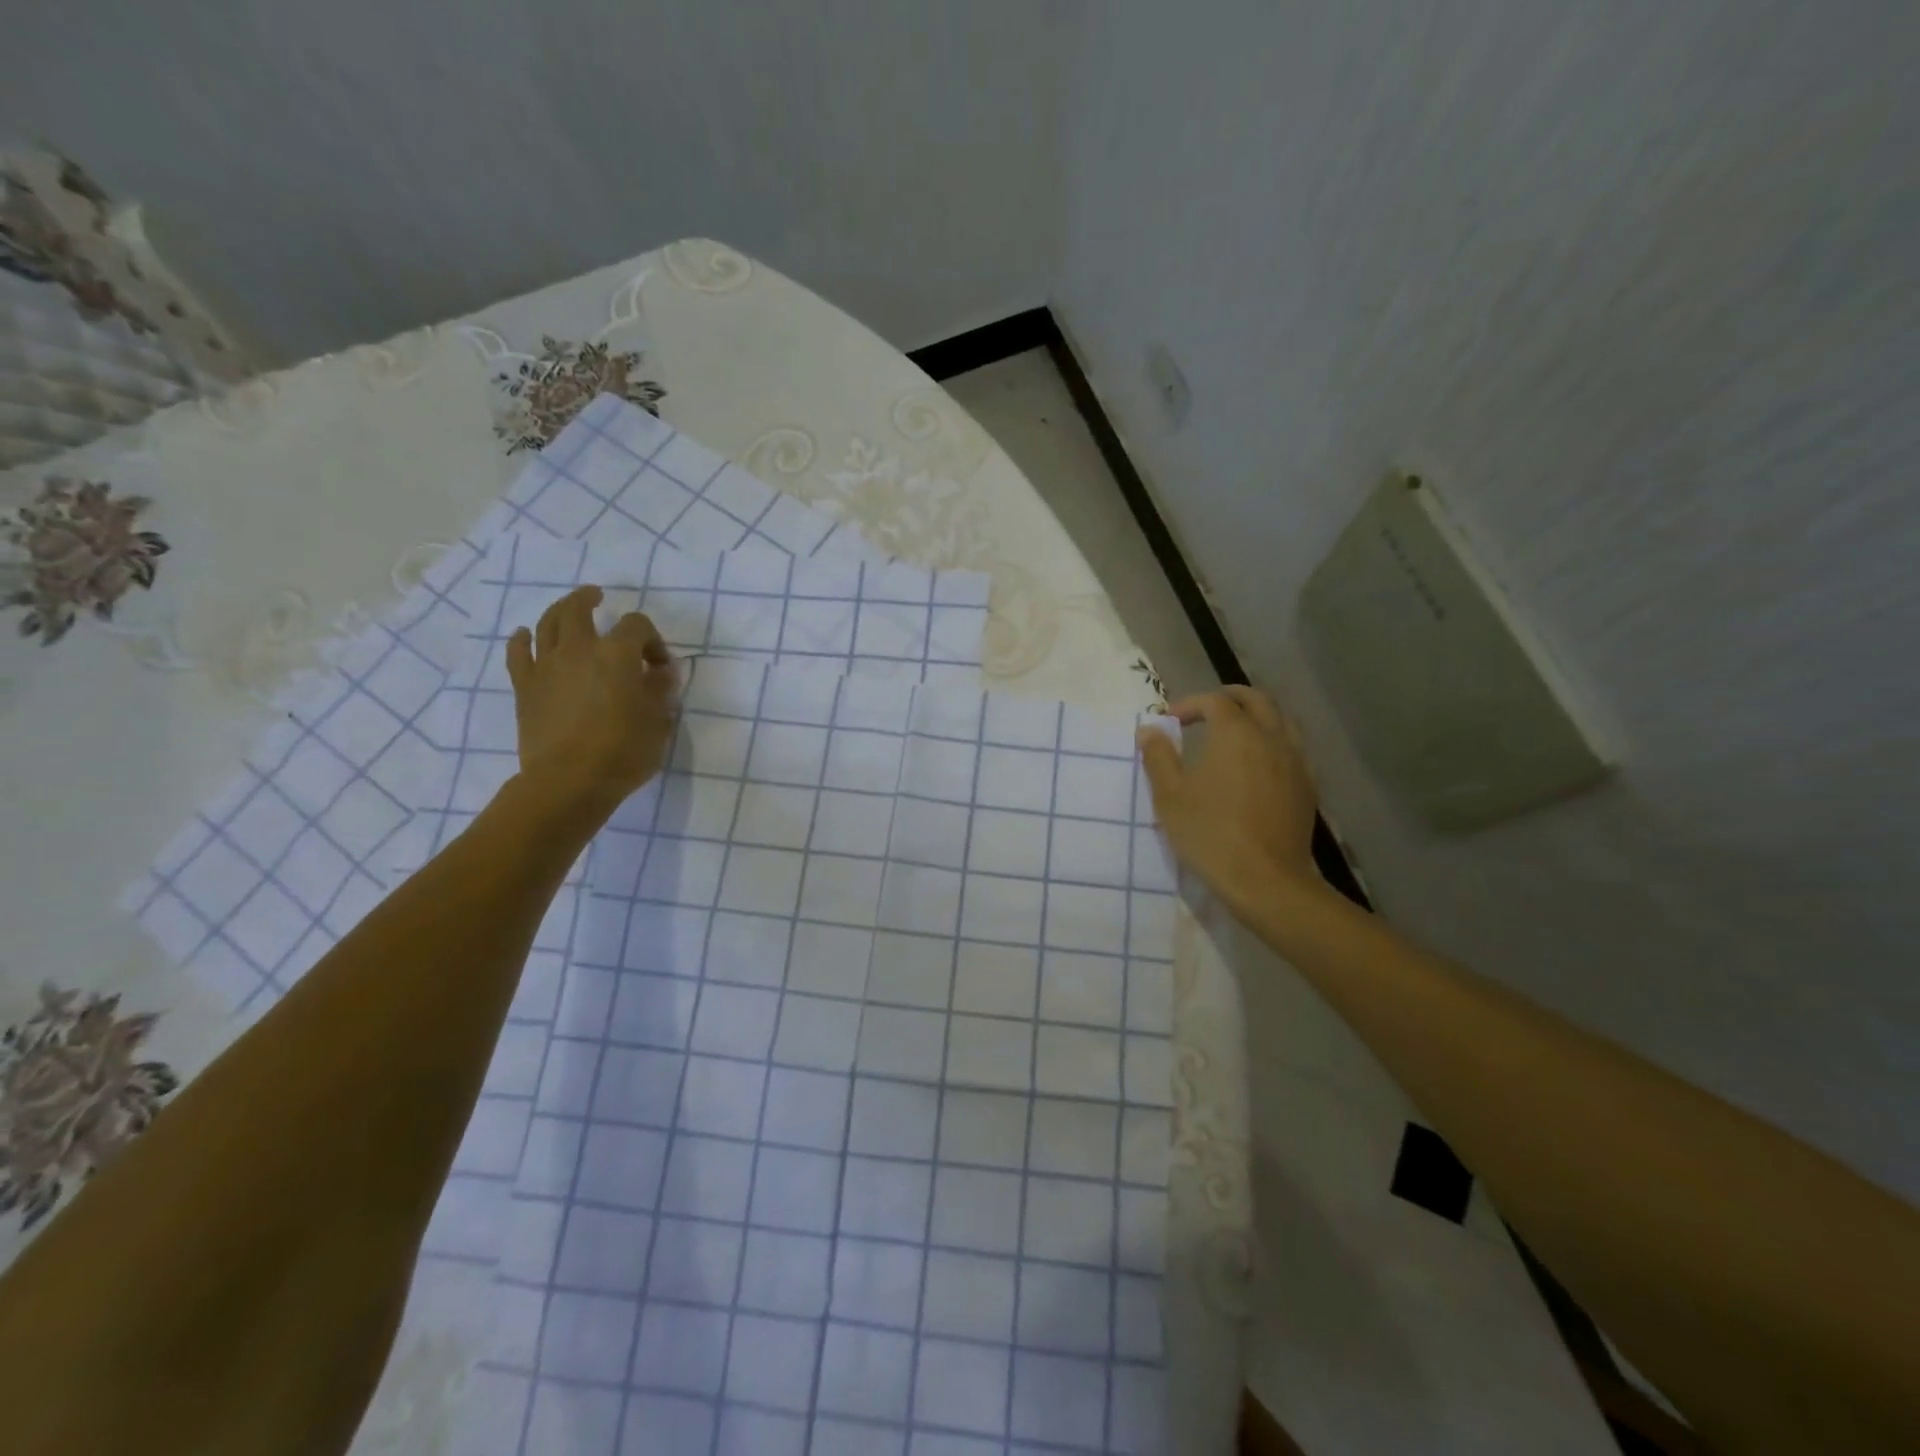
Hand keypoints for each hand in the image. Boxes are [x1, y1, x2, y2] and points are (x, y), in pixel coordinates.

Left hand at [507, 586, 677, 817]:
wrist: (568, 782)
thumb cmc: (623, 752)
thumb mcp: (658, 722)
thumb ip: (660, 691)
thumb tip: (661, 673)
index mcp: (617, 655)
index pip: (637, 626)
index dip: (651, 639)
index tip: (659, 666)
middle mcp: (579, 650)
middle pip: (579, 609)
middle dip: (590, 600)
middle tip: (598, 598)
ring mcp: (546, 666)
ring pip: (547, 623)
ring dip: (559, 610)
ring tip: (568, 608)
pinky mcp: (525, 687)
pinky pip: (518, 653)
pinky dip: (522, 639)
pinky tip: (524, 635)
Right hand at [1136, 686, 1320, 918]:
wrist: (1266, 880)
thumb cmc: (1210, 834)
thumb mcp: (1170, 796)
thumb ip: (1158, 757)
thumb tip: (1149, 730)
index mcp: (1236, 733)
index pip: (1214, 701)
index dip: (1190, 704)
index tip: (1170, 721)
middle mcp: (1271, 737)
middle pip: (1256, 700)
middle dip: (1228, 698)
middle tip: (1205, 712)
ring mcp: (1295, 761)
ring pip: (1281, 720)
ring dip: (1256, 717)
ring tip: (1234, 734)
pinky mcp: (1307, 786)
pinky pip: (1293, 749)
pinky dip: (1272, 743)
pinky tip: (1258, 766)